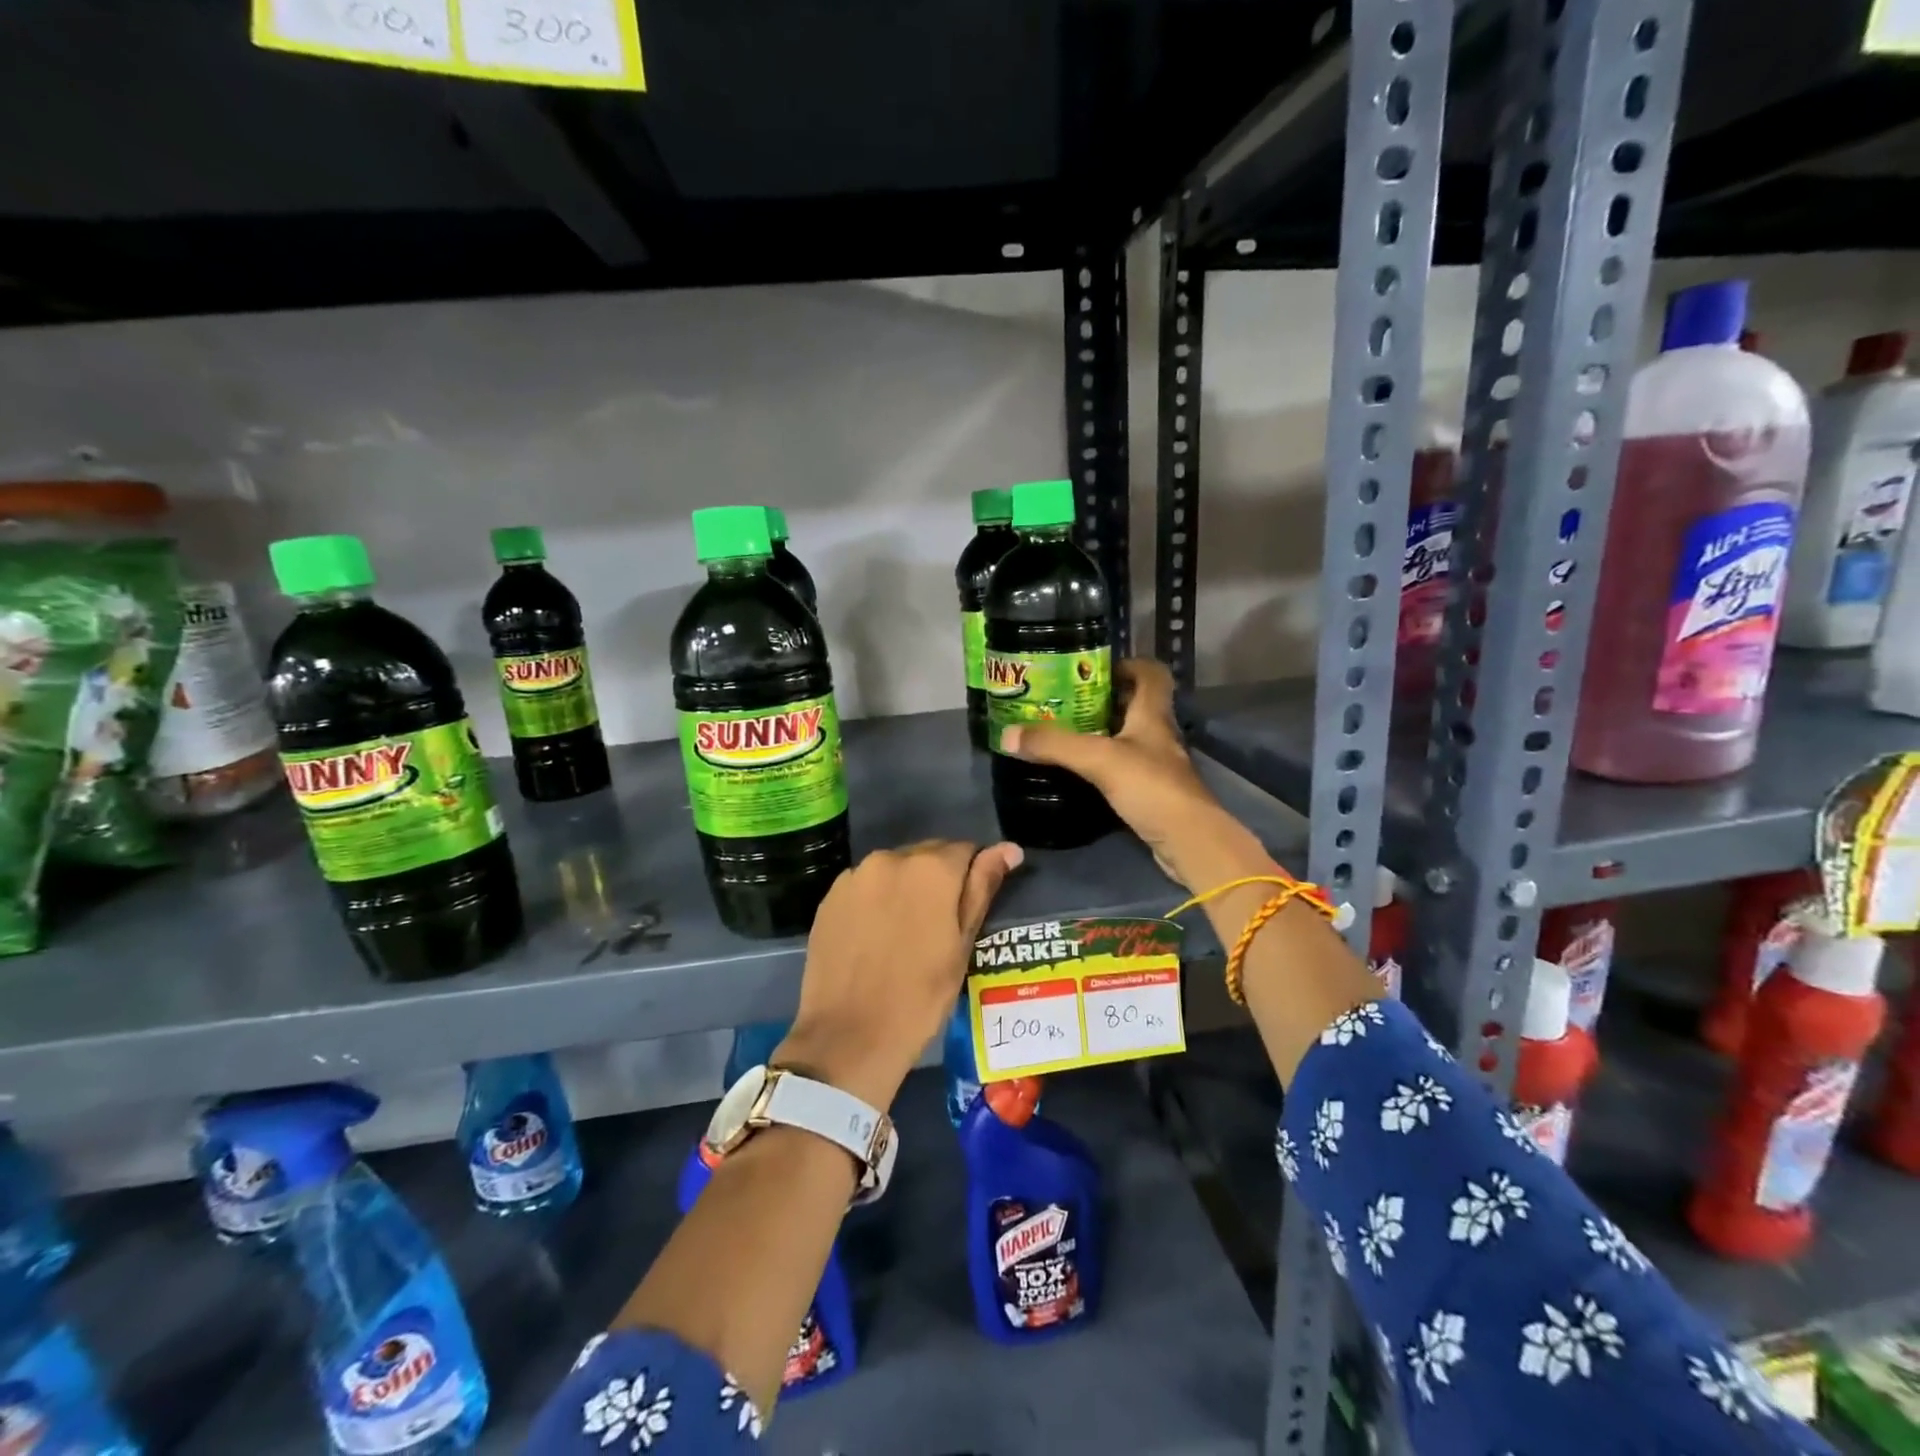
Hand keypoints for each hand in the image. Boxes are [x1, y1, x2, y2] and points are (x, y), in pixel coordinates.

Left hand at [775, 839, 1022, 1109]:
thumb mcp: (962, 945)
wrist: (848, 1036)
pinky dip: (876, 900)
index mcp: (931, 868)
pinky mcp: (830, 897)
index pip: (966, 850)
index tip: (970, 909)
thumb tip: (1008, 849)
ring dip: (906, 887)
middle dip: (939, 879)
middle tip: (941, 924)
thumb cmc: (920, 996)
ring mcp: (855, 876)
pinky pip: (865, 886)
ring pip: (894, 869)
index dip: (973, 877)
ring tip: (906, 932)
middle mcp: (890, 858)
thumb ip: (982, 888)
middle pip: (927, 855)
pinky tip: (876, 937)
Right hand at [1000, 659, 1269, 890]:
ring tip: (1066, 733)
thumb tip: (1008, 734)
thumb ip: (1054, 744)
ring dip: (1103, 732)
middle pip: (1136, 705)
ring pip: (1130, 737)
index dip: (1129, 665)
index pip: (1152, 675)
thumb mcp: (1097, 759)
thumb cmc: (1150, 786)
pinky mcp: (1152, 792)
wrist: (1187, 840)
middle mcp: (1159, 734)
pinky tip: (1082, 771)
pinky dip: (1105, 764)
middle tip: (1067, 701)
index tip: (1095, 669)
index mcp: (1153, 714)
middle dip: (1105, 699)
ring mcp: (1158, 764)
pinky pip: (1126, 767)